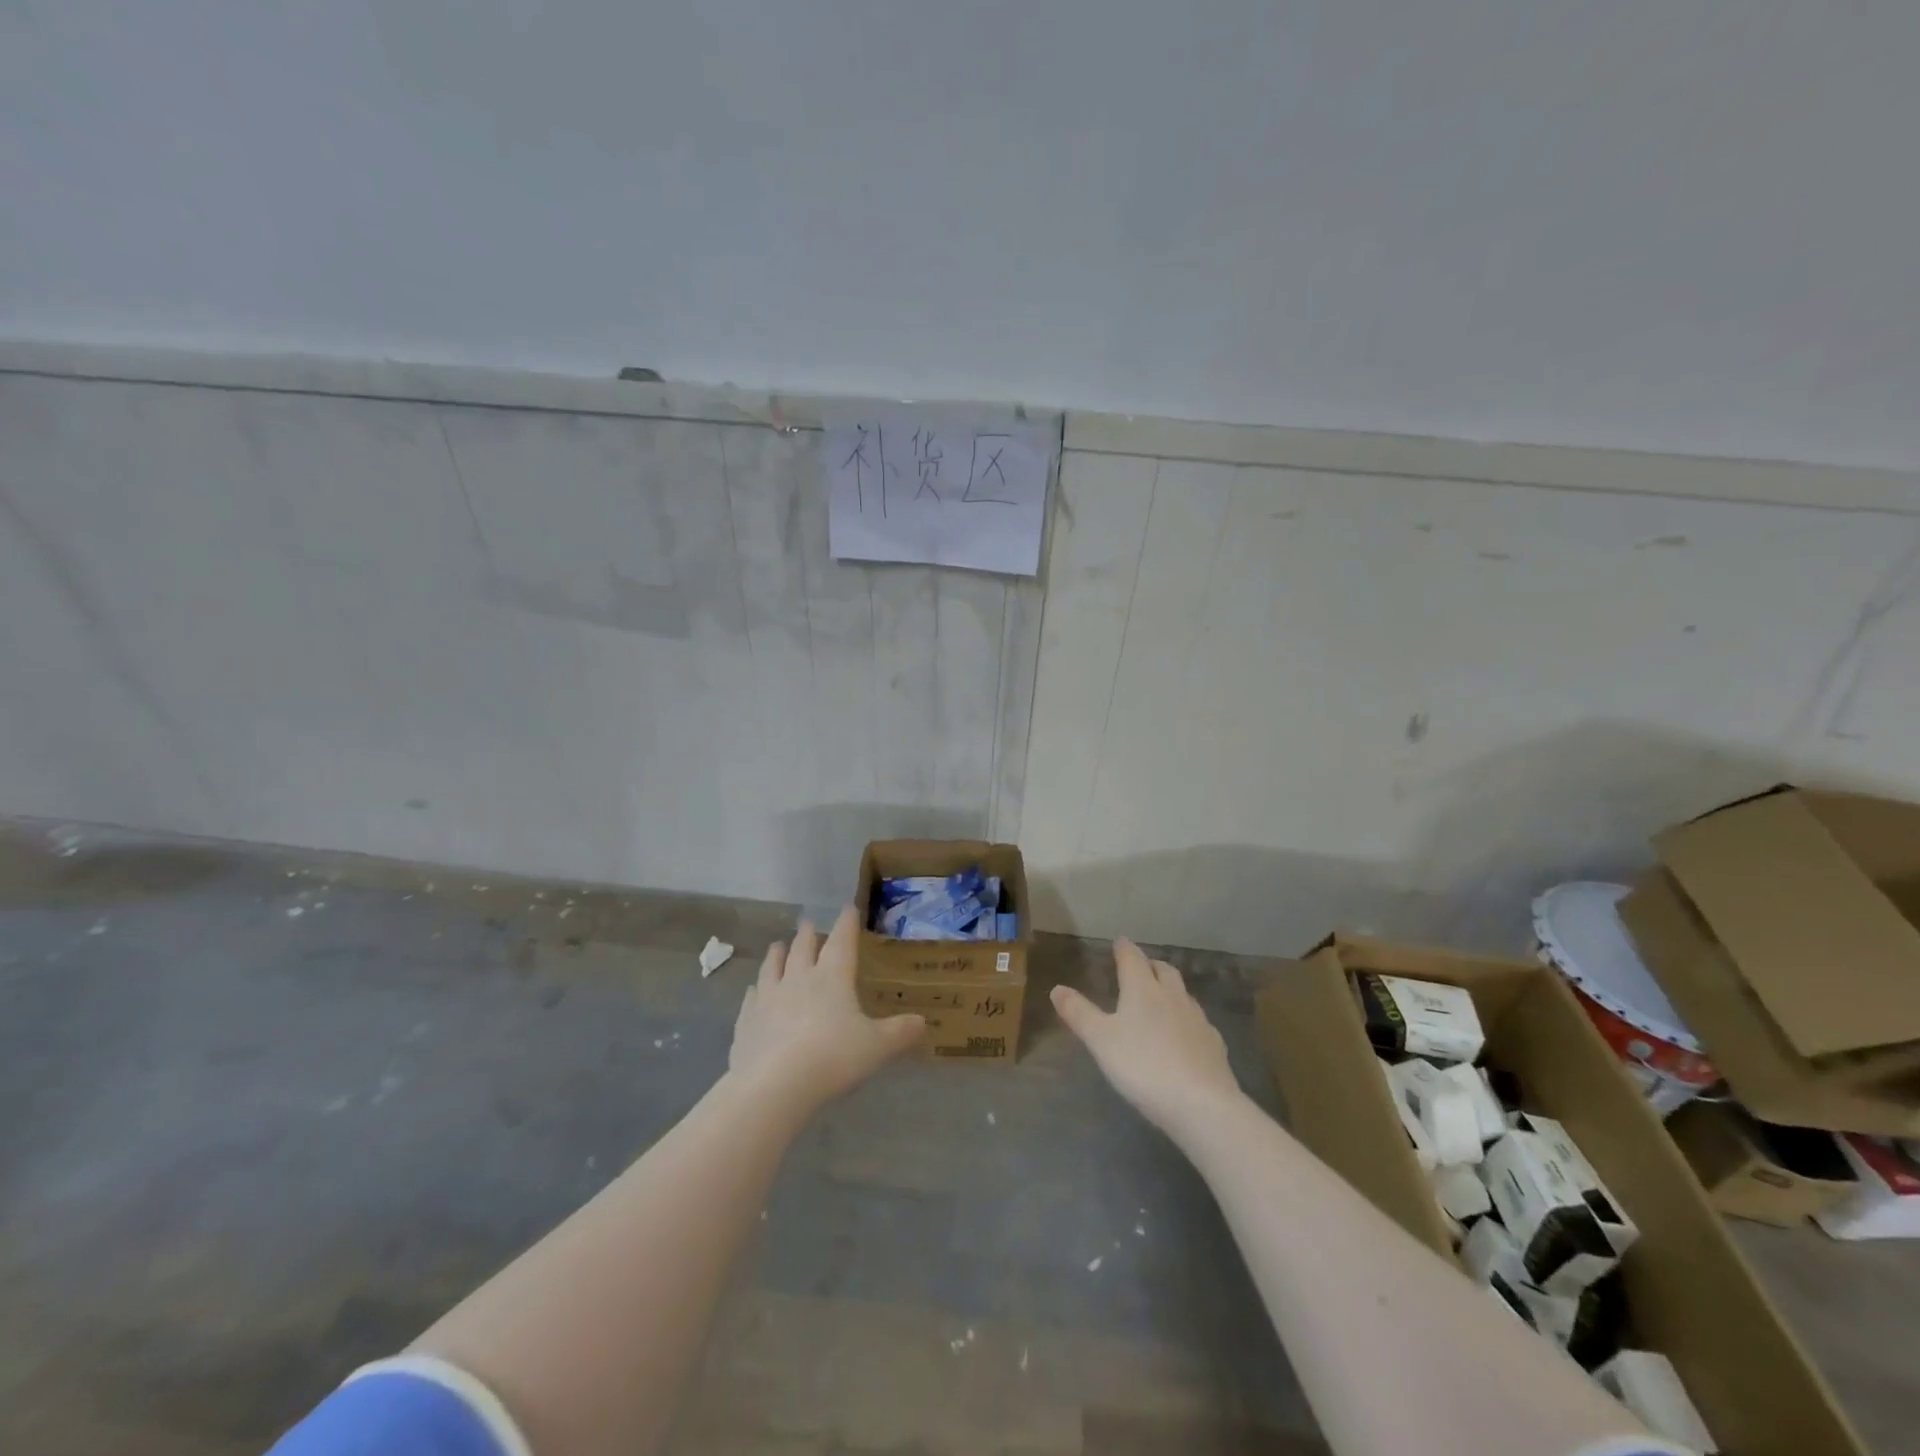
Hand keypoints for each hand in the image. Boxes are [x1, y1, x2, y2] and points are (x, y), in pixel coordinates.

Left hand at [728, 905, 924, 1109]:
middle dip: (808, 934)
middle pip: (802, 948)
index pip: (842, 941)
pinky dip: (755, 990)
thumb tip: (922, 1022)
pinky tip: (753, 991)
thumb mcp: (877, 1047)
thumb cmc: (832, 1057)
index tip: (848, 907)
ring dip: (777, 954)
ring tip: (778, 945)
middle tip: (808, 923)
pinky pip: (751, 998)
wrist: (773, 1085)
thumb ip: (900, 1032)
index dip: (846, 923)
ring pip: (772, 966)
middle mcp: (798, 979)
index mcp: (832, 977)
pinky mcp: (746, 1021)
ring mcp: (768, 998)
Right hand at [1051, 938, 1243, 1134]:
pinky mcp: (1214, 1044)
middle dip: (1150, 964)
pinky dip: (1187, 1018)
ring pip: (1183, 993)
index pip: (1132, 958)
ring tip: (1161, 997)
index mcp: (1143, 989)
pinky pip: (1198, 1021)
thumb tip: (1057, 988)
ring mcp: (1197, 1019)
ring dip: (1170, 989)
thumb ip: (1079, 1013)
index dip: (1124, 948)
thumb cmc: (1142, 1066)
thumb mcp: (1100, 1040)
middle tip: (1141, 966)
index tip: (1119, 942)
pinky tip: (1184, 1034)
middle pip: (1163, 970)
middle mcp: (1172, 996)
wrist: (1201, 1104)